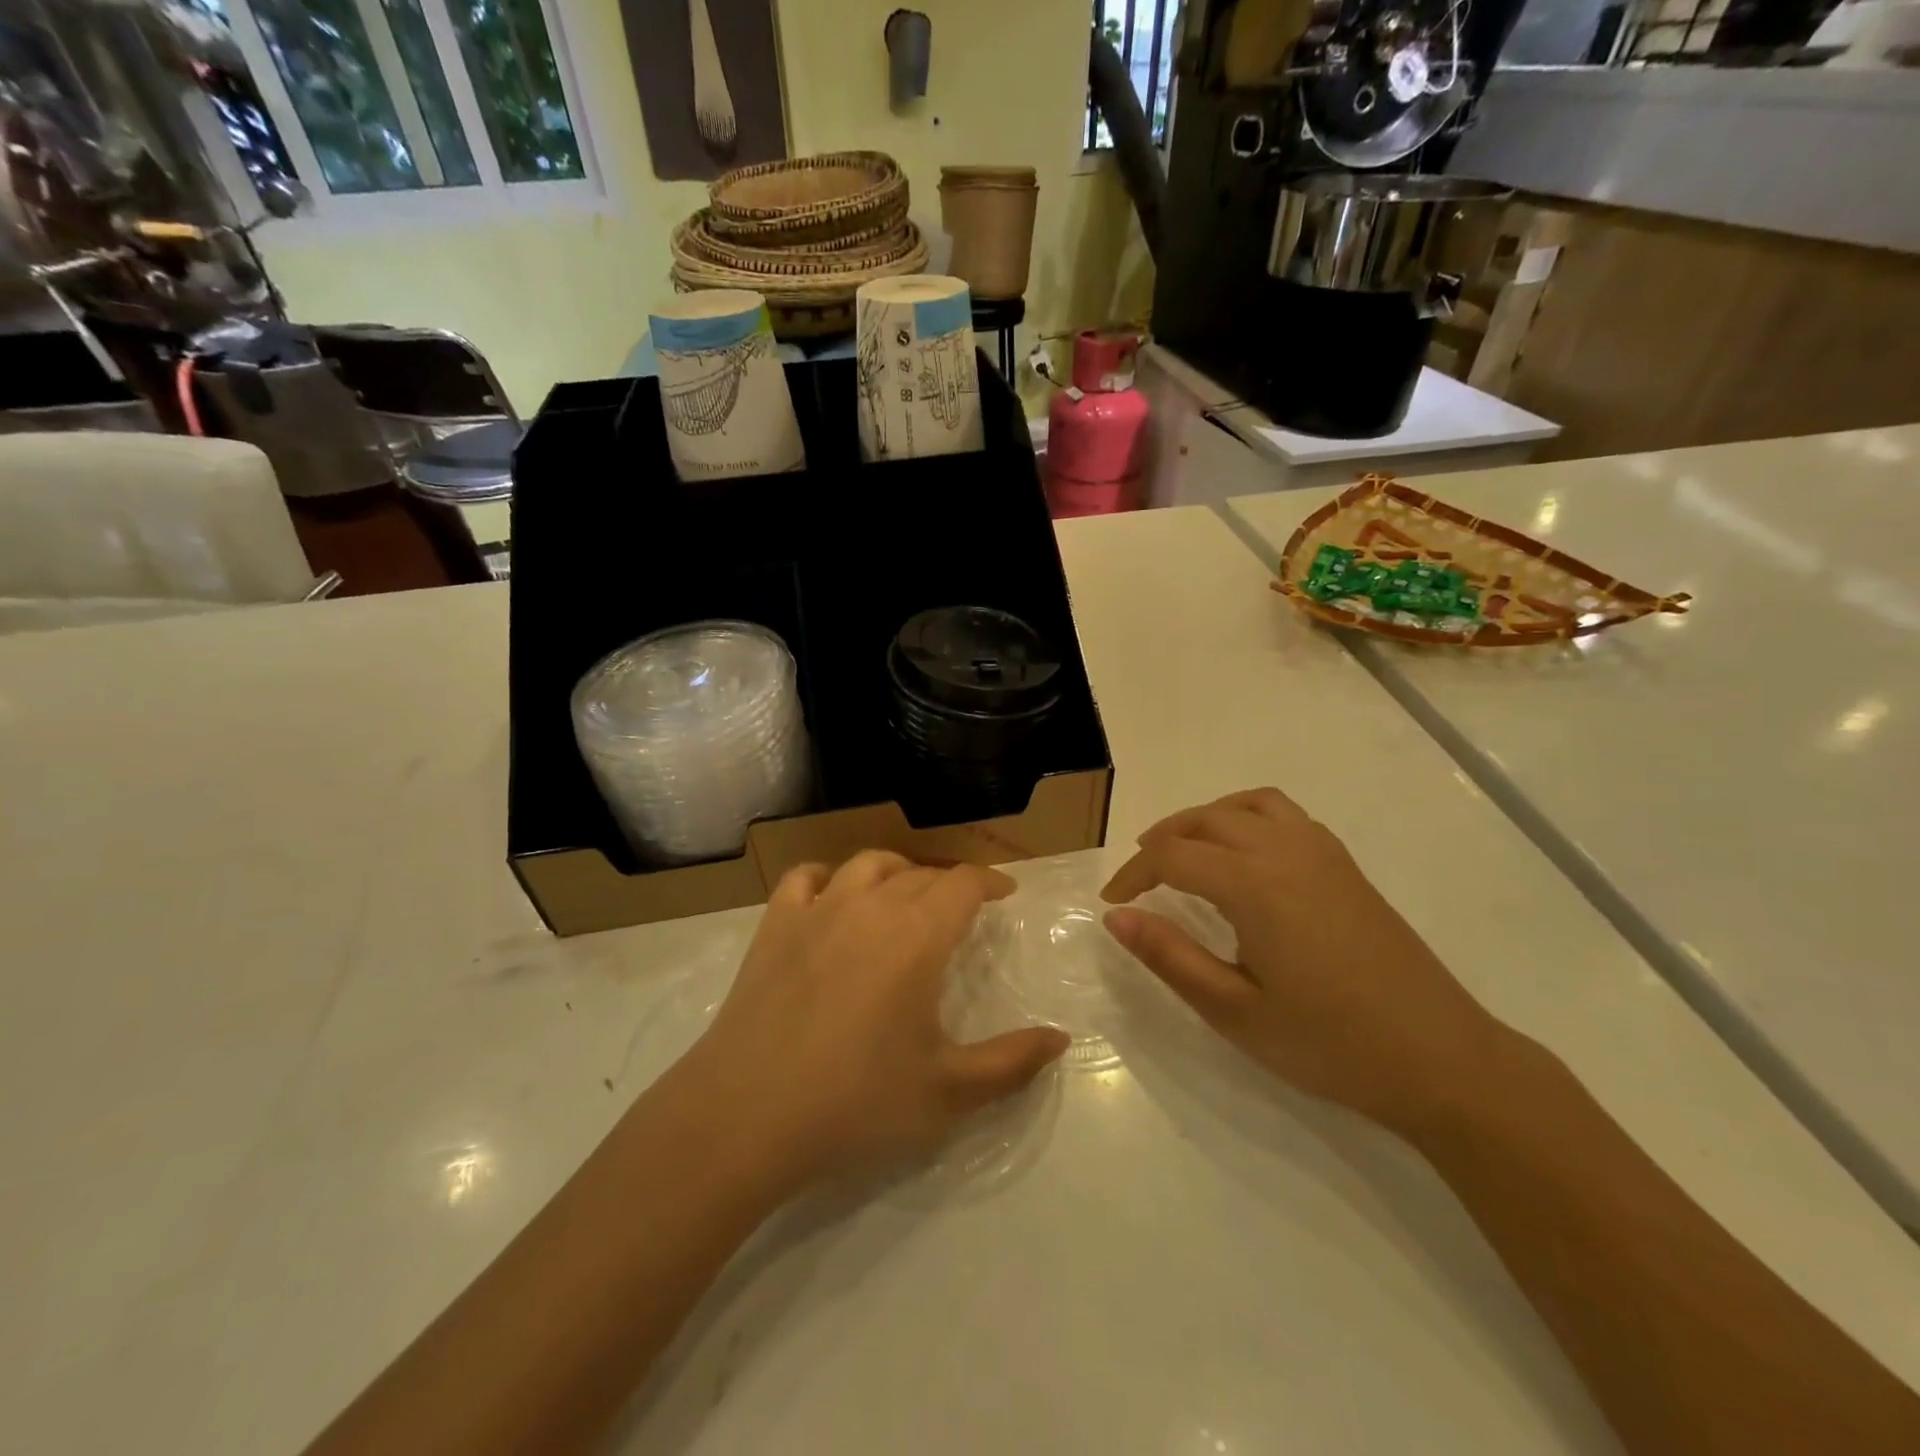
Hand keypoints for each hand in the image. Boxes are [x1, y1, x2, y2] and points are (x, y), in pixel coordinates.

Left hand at [684, 851, 1068, 1191]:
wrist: (747, 1115)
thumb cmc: (856, 1102)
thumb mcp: (947, 1092)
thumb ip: (1011, 1062)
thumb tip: (1061, 1040)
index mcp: (917, 936)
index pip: (963, 884)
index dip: (989, 881)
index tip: (1005, 892)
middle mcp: (870, 907)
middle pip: (920, 874)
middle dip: (949, 884)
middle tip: (961, 909)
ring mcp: (817, 910)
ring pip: (868, 864)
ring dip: (897, 871)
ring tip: (906, 892)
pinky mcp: (775, 926)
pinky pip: (805, 878)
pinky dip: (828, 877)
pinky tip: (833, 896)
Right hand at [1101, 788, 1507, 1133]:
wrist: (1440, 1058)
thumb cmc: (1328, 1042)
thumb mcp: (1234, 1010)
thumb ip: (1170, 957)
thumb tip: (1117, 917)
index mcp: (1253, 884)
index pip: (1172, 856)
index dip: (1133, 874)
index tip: (1113, 902)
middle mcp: (1284, 851)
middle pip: (1205, 820)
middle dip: (1162, 840)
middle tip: (1138, 877)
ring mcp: (1321, 852)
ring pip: (1245, 805)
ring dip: (1204, 819)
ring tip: (1184, 850)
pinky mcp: (1345, 865)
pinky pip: (1283, 813)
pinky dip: (1246, 816)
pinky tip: (1244, 855)